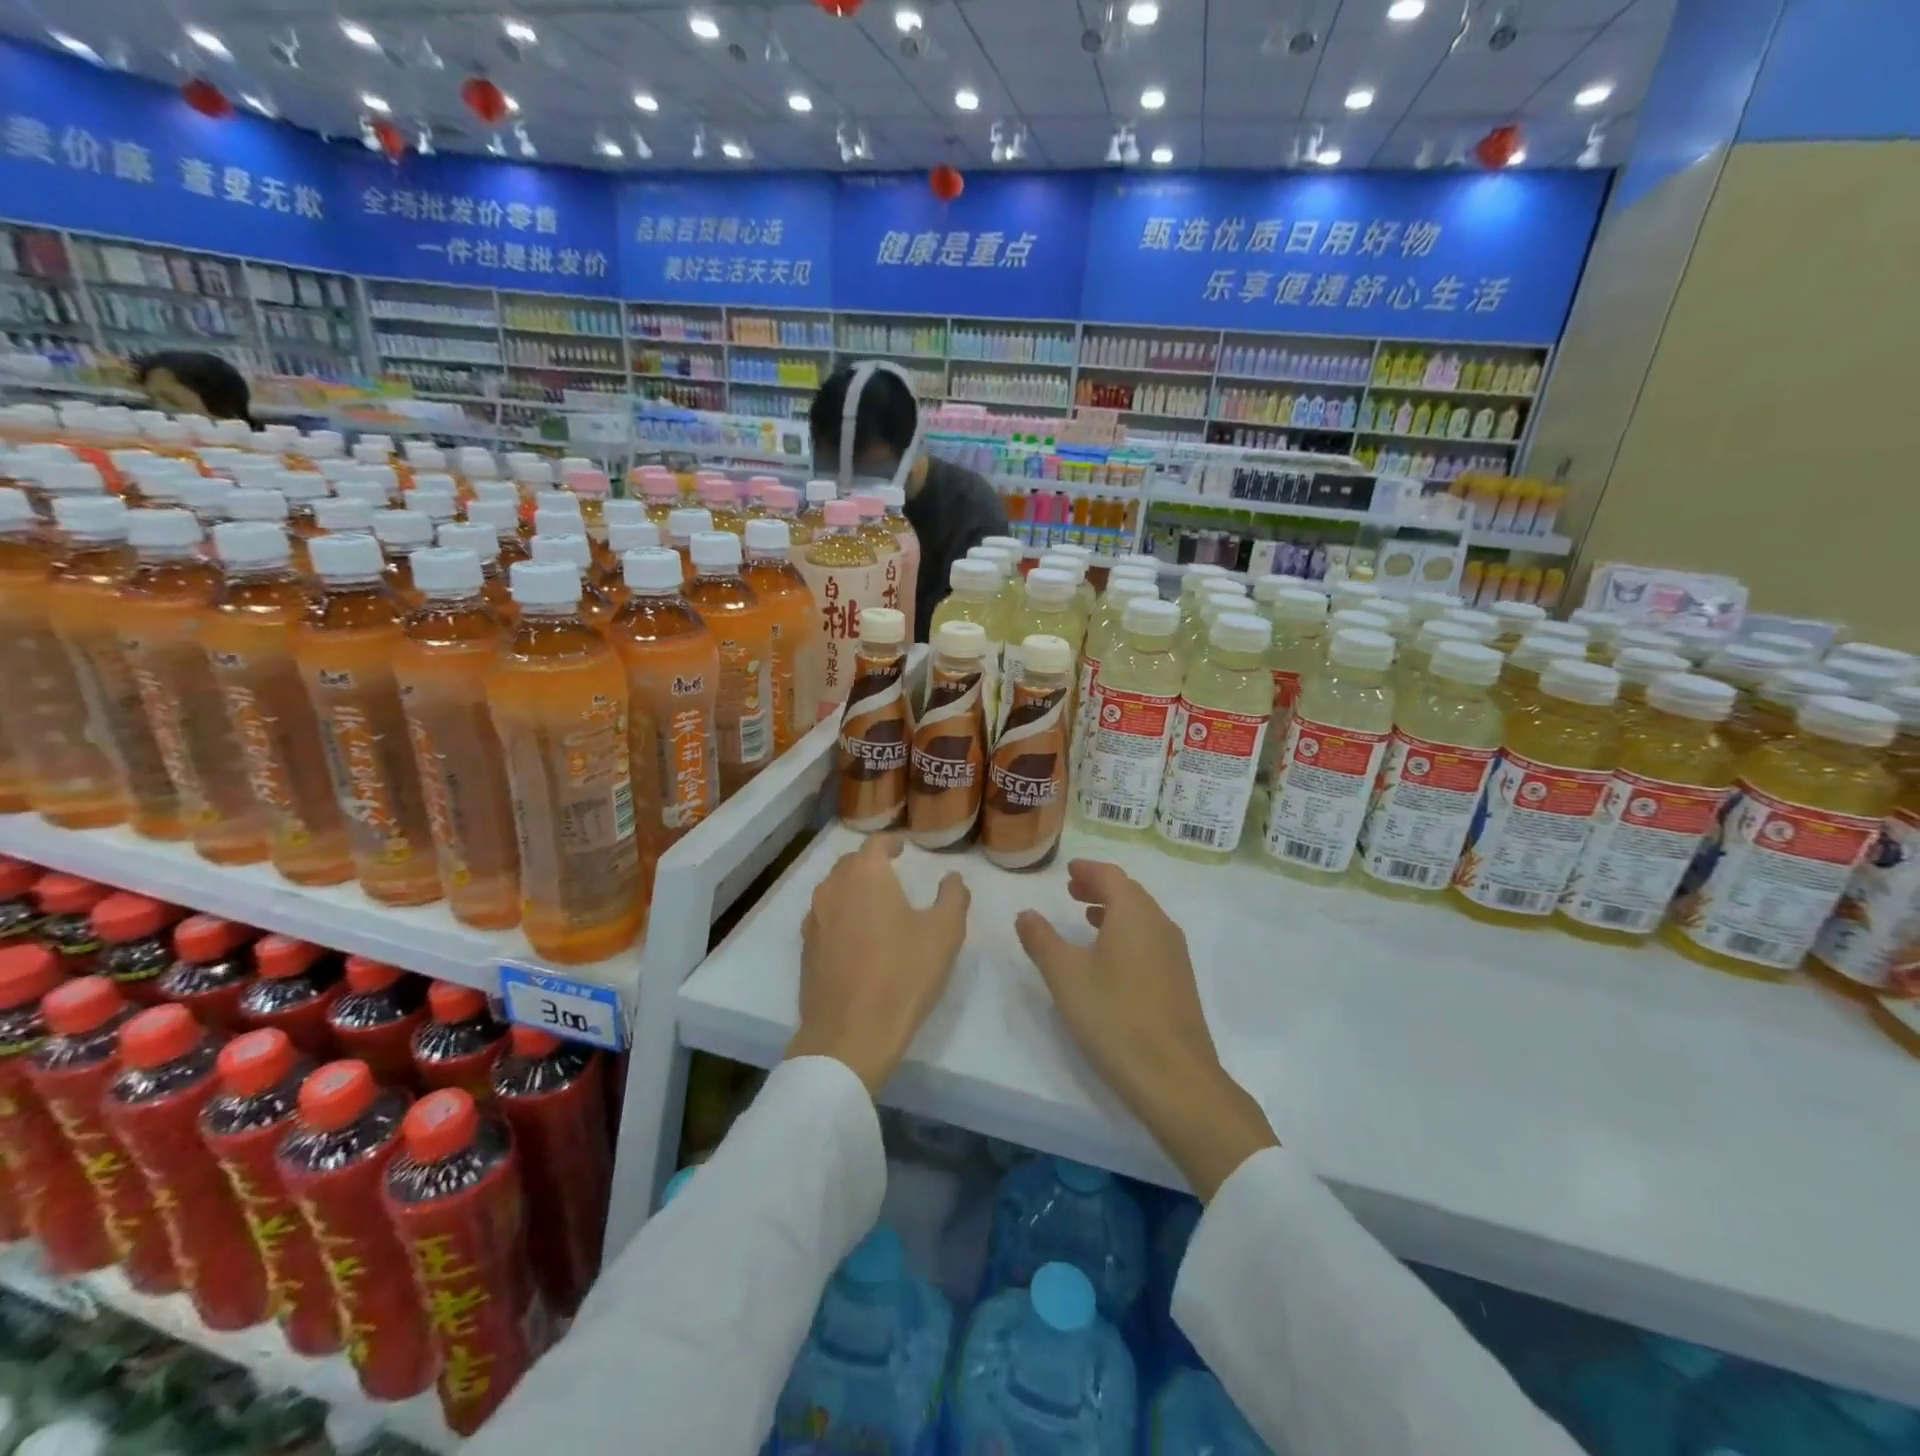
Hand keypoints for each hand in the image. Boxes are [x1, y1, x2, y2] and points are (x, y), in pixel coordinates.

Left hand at [786, 834, 970, 1093]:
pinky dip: (840, 916)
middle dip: (870, 864)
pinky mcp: (806, 949)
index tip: (902, 849)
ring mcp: (814, 919)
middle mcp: (833, 888)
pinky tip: (857, 937)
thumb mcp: (944, 934)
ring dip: (853, 889)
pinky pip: (824, 918)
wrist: (850, 1034)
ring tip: (875, 905)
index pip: (875, 844)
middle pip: (850, 864)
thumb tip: (953, 878)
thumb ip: (953, 897)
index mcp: (865, 875)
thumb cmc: (903, 975)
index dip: (890, 843)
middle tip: (891, 875)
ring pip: (833, 890)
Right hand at [1015, 860, 1276, 1199]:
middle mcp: (1160, 925)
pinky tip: (1111, 959)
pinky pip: (1151, 939)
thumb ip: (1041, 940)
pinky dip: (1128, 933)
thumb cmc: (1114, 1017)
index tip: (1068, 872)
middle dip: (1100, 888)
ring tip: (1087, 920)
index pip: (1111, 876)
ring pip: (1143, 917)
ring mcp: (1175, 954)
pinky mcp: (1180, 981)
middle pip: (1130, 893)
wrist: (1175, 1078)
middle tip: (1072, 892)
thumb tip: (1026, 913)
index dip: (1088, 870)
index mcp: (1134, 914)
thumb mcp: (1065, 976)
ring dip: (1114, 911)